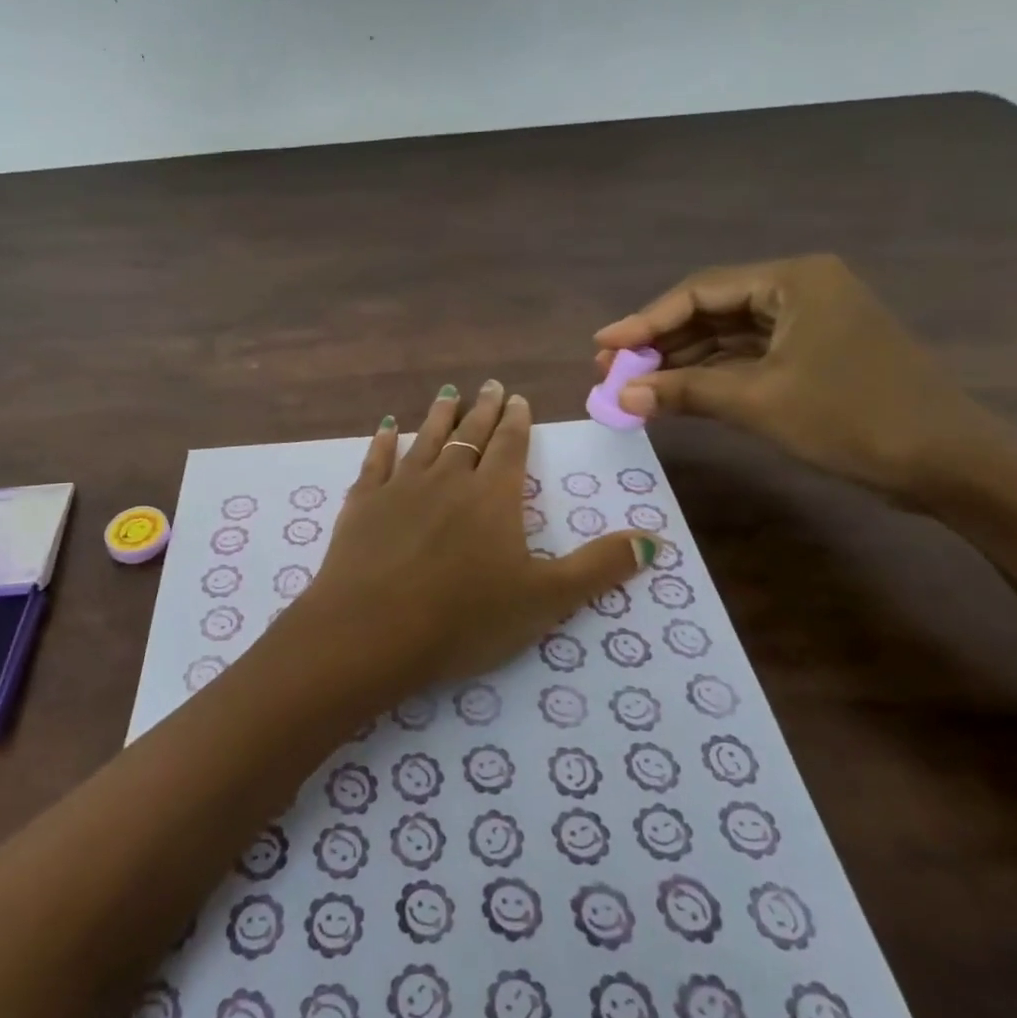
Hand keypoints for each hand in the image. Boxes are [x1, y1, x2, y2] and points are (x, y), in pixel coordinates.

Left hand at [294, 380, 660, 701]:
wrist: (372, 631)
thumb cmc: (464, 618)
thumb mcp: (546, 599)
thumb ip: (599, 567)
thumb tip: (654, 539)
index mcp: (493, 496)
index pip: (510, 447)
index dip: (516, 422)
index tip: (517, 399)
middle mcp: (447, 479)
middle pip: (469, 435)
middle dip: (482, 410)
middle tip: (489, 386)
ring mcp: (400, 487)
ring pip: (424, 439)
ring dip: (437, 415)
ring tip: (447, 393)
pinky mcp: (362, 503)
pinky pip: (375, 461)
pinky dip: (382, 442)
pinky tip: (385, 429)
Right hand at [594, 254, 1006, 504]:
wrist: (949, 465)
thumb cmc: (852, 418)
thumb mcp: (757, 402)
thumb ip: (683, 391)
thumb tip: (618, 393)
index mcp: (792, 281)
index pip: (699, 292)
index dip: (644, 320)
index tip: (601, 347)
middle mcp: (799, 291)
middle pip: (709, 311)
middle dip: (659, 342)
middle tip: (610, 370)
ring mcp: (808, 324)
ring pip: (725, 337)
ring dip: (679, 362)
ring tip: (631, 385)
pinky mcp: (813, 357)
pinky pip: (746, 358)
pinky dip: (709, 377)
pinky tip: (673, 395)